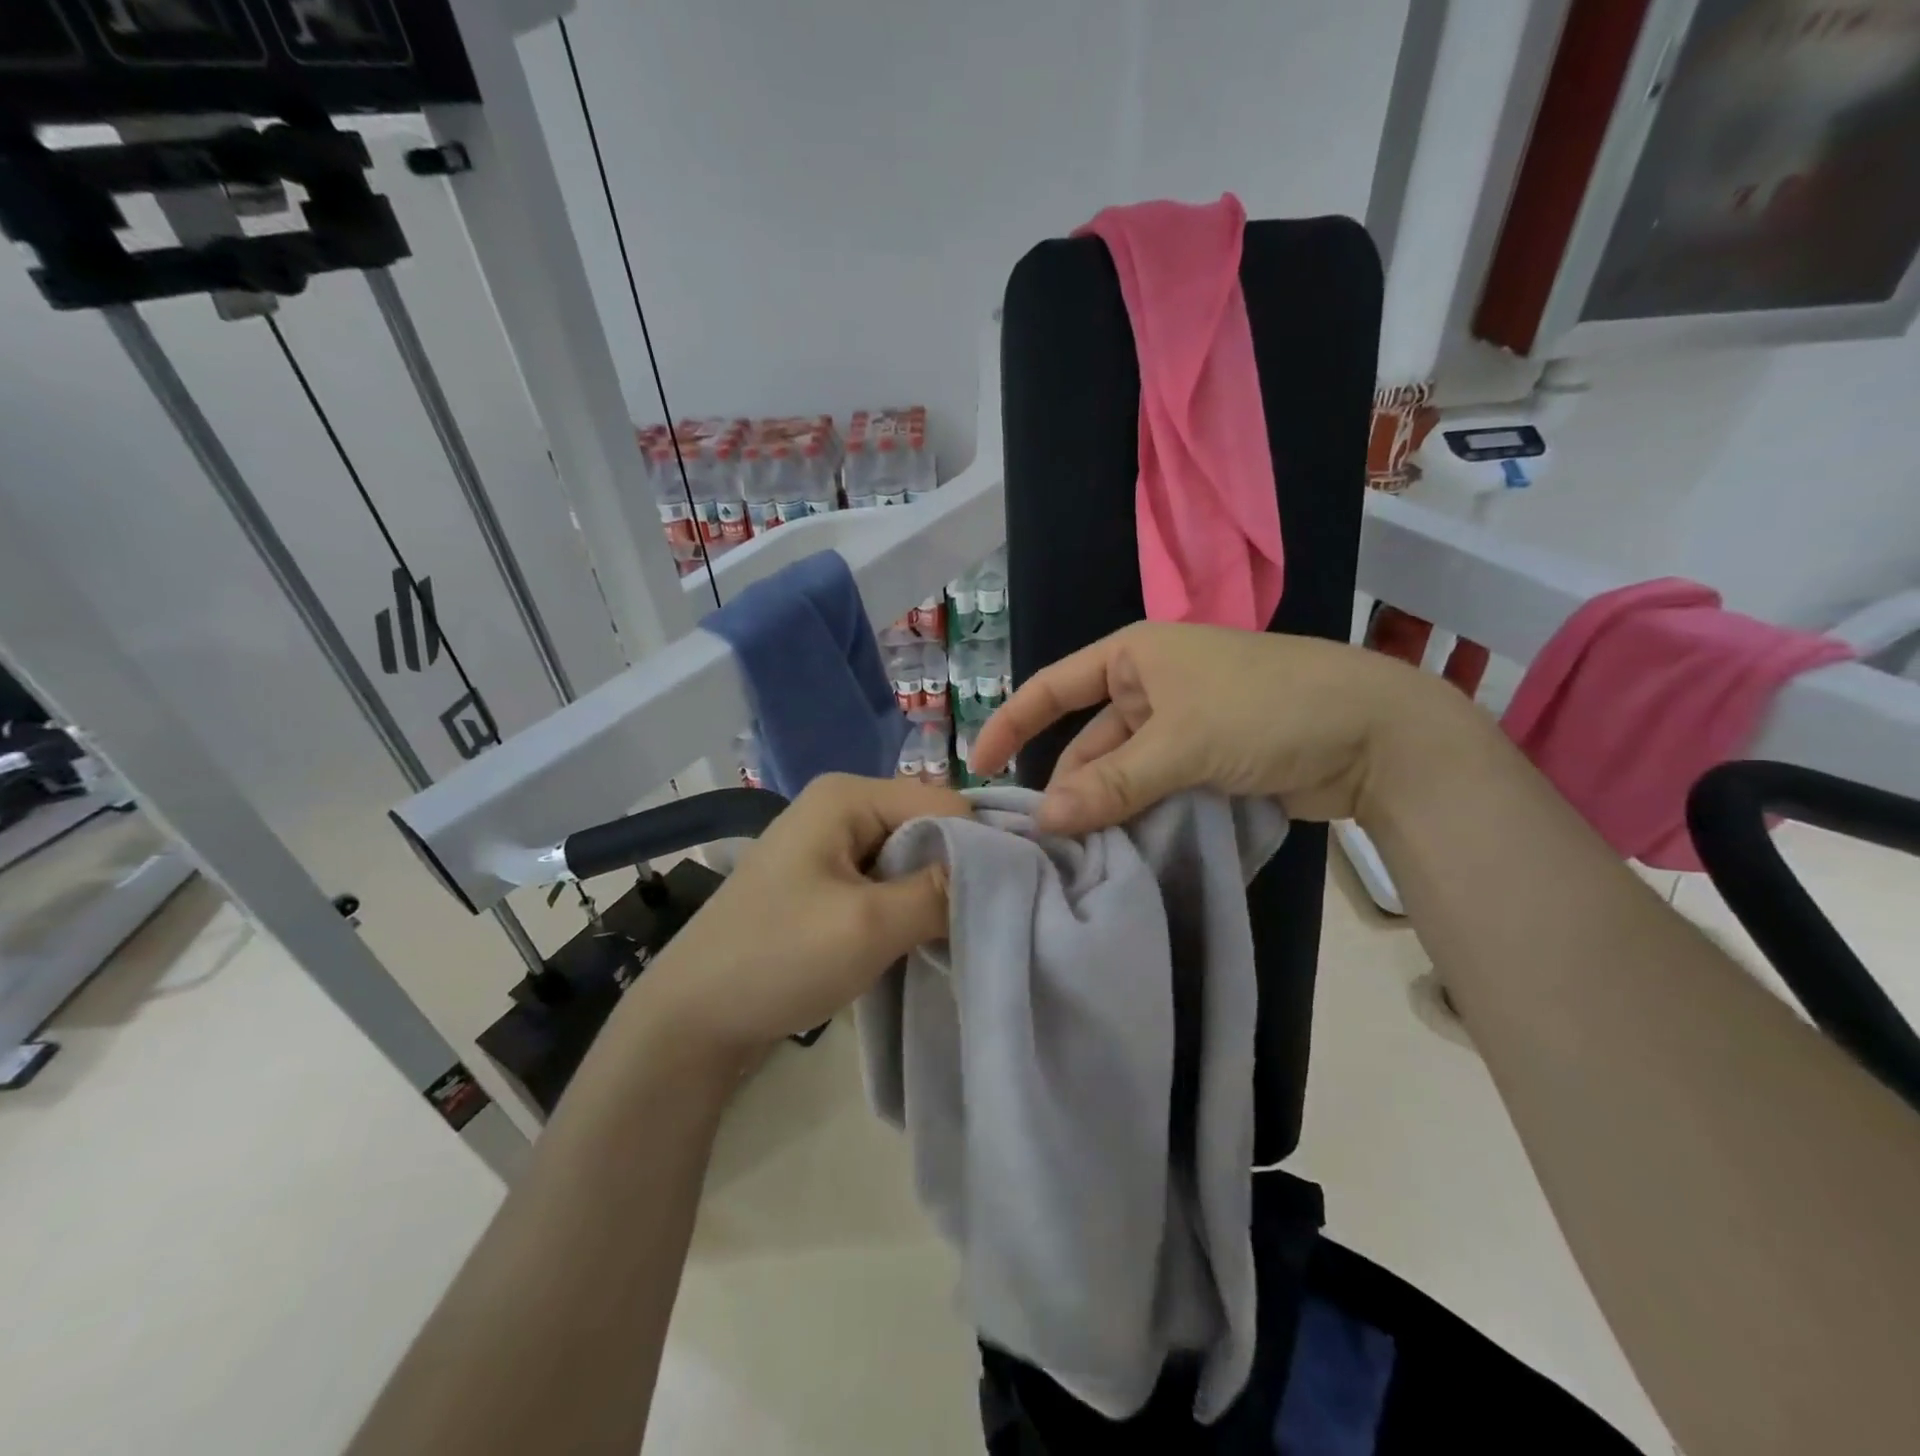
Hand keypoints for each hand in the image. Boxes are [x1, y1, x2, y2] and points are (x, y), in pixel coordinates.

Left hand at [632, 774, 969, 1058]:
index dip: (980, 848)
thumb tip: (1001, 874)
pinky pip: (885, 881)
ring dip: (931, 895)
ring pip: (908, 858)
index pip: (944, 804)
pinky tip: (919, 939)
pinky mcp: (825, 879)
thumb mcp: (870, 925)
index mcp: (847, 794)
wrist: (691, 1018)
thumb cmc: (778, 958)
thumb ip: (940, 892)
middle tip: (984, 923)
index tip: (1011, 900)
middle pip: (927, 827)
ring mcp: (830, 842)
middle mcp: (840, 805)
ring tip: (956, 935)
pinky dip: (906, 907)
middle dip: (956, 873)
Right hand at [969, 621, 1467, 833]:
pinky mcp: (1205, 763)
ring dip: (1103, 808)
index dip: (1011, 723)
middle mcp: (1150, 687)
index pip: (1054, 687)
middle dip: (1067, 785)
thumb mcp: (1183, 741)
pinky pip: (1153, 790)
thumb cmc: (1268, 709)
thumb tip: (1045, 820)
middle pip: (1088, 740)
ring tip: (1076, 854)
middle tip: (1040, 840)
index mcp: (1135, 656)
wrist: (1375, 735)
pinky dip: (1136, 815)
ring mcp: (1179, 728)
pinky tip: (1117, 850)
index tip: (979, 768)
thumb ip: (1113, 783)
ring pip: (1121, 772)